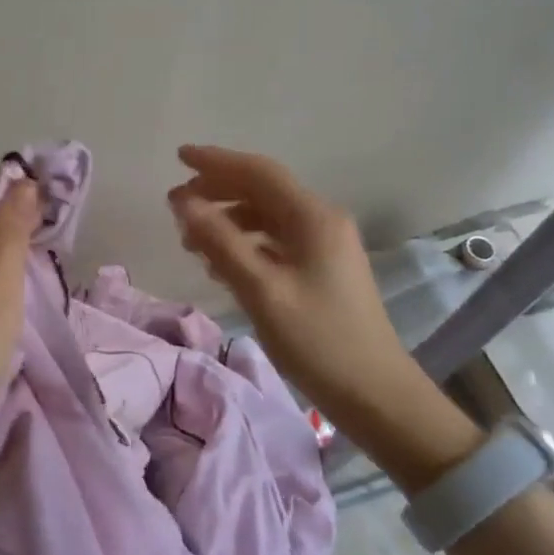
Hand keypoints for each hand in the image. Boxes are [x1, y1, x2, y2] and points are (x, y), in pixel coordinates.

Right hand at [168, 144, 412, 410]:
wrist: (377, 396)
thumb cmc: (318, 341)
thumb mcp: (261, 290)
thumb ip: (219, 241)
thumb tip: (183, 201)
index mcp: (313, 217)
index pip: (258, 172)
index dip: (216, 161)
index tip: (178, 157)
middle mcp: (322, 220)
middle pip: (262, 190)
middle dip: (217, 190)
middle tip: (175, 204)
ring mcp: (325, 245)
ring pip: (266, 216)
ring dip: (228, 219)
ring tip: (191, 240)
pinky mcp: (322, 268)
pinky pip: (275, 240)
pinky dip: (245, 242)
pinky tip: (221, 264)